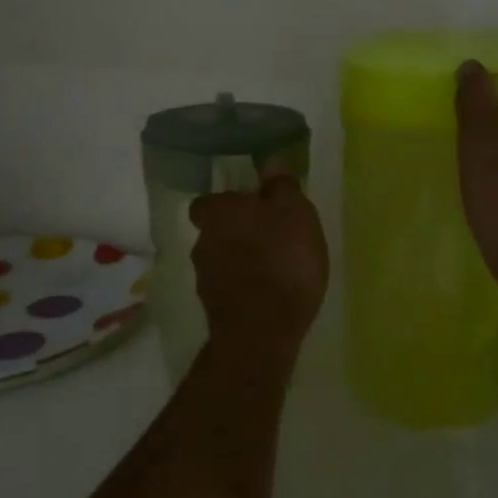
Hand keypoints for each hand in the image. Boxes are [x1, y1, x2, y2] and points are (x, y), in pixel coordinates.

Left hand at [190, 169, 328, 356]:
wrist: (262, 332)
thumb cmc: (282, 260)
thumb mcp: (296, 214)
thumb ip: (281, 188)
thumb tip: (270, 165)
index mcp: (218, 213)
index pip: (210, 201)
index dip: (231, 204)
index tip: (256, 209)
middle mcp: (202, 241)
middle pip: (218, 230)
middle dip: (240, 233)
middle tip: (273, 238)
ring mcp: (204, 278)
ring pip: (223, 260)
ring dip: (243, 261)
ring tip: (277, 270)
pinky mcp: (213, 309)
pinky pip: (231, 288)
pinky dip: (246, 288)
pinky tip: (270, 295)